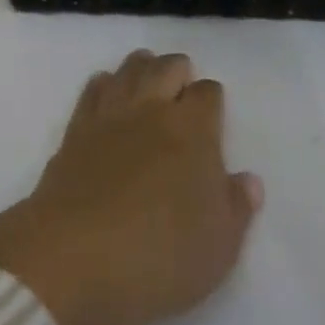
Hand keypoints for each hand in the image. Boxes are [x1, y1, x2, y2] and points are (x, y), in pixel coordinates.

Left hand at [0, 51, 261, 324]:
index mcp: (193, 131)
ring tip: (147, 71)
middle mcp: (152, 110)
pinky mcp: (76, 130)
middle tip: (181, 80)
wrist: (76, 258)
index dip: (211, 98)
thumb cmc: (161, 257)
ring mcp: (110, 116)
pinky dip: (104, 82)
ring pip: (129, 70)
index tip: (212, 110)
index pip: (207, 94)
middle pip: (166, 68)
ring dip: (142, 66)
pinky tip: (106, 88)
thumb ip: (236, 208)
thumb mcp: (218, 247)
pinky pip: (93, 89)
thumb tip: (248, 180)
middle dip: (178, 70)